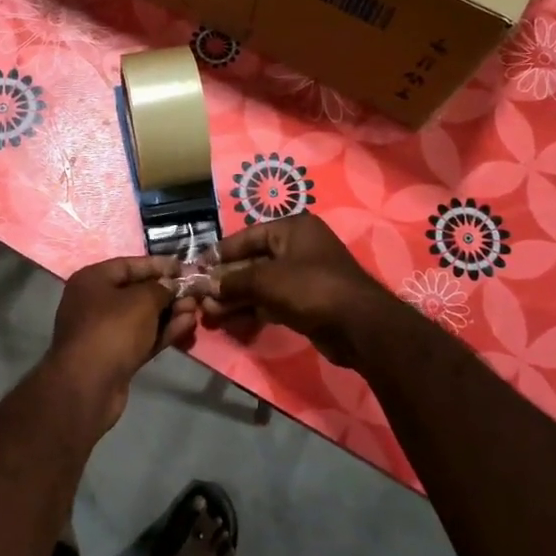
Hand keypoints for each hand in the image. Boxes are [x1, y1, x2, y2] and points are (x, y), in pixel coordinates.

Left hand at [43, 256, 196, 430]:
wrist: (88, 385)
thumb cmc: (112, 329)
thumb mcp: (141, 300)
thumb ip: (161, 288)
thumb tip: (171, 285)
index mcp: (93, 280)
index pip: (130, 265)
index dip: (158, 265)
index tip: (184, 267)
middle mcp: (95, 302)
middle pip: (137, 291)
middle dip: (167, 292)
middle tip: (195, 293)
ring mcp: (104, 331)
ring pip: (143, 317)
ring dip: (169, 313)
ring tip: (196, 310)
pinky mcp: (115, 356)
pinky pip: (143, 337)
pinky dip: (163, 331)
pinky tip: (187, 326)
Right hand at [200, 214, 395, 368]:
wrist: (358, 326)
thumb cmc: (311, 288)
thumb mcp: (266, 280)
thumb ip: (233, 281)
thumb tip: (206, 285)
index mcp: (292, 229)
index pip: (247, 236)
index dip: (220, 252)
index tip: (196, 267)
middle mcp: (298, 247)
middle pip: (252, 261)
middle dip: (226, 281)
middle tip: (201, 297)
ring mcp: (303, 276)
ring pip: (260, 285)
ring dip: (235, 298)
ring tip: (210, 313)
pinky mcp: (306, 302)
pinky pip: (271, 302)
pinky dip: (252, 310)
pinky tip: (230, 322)